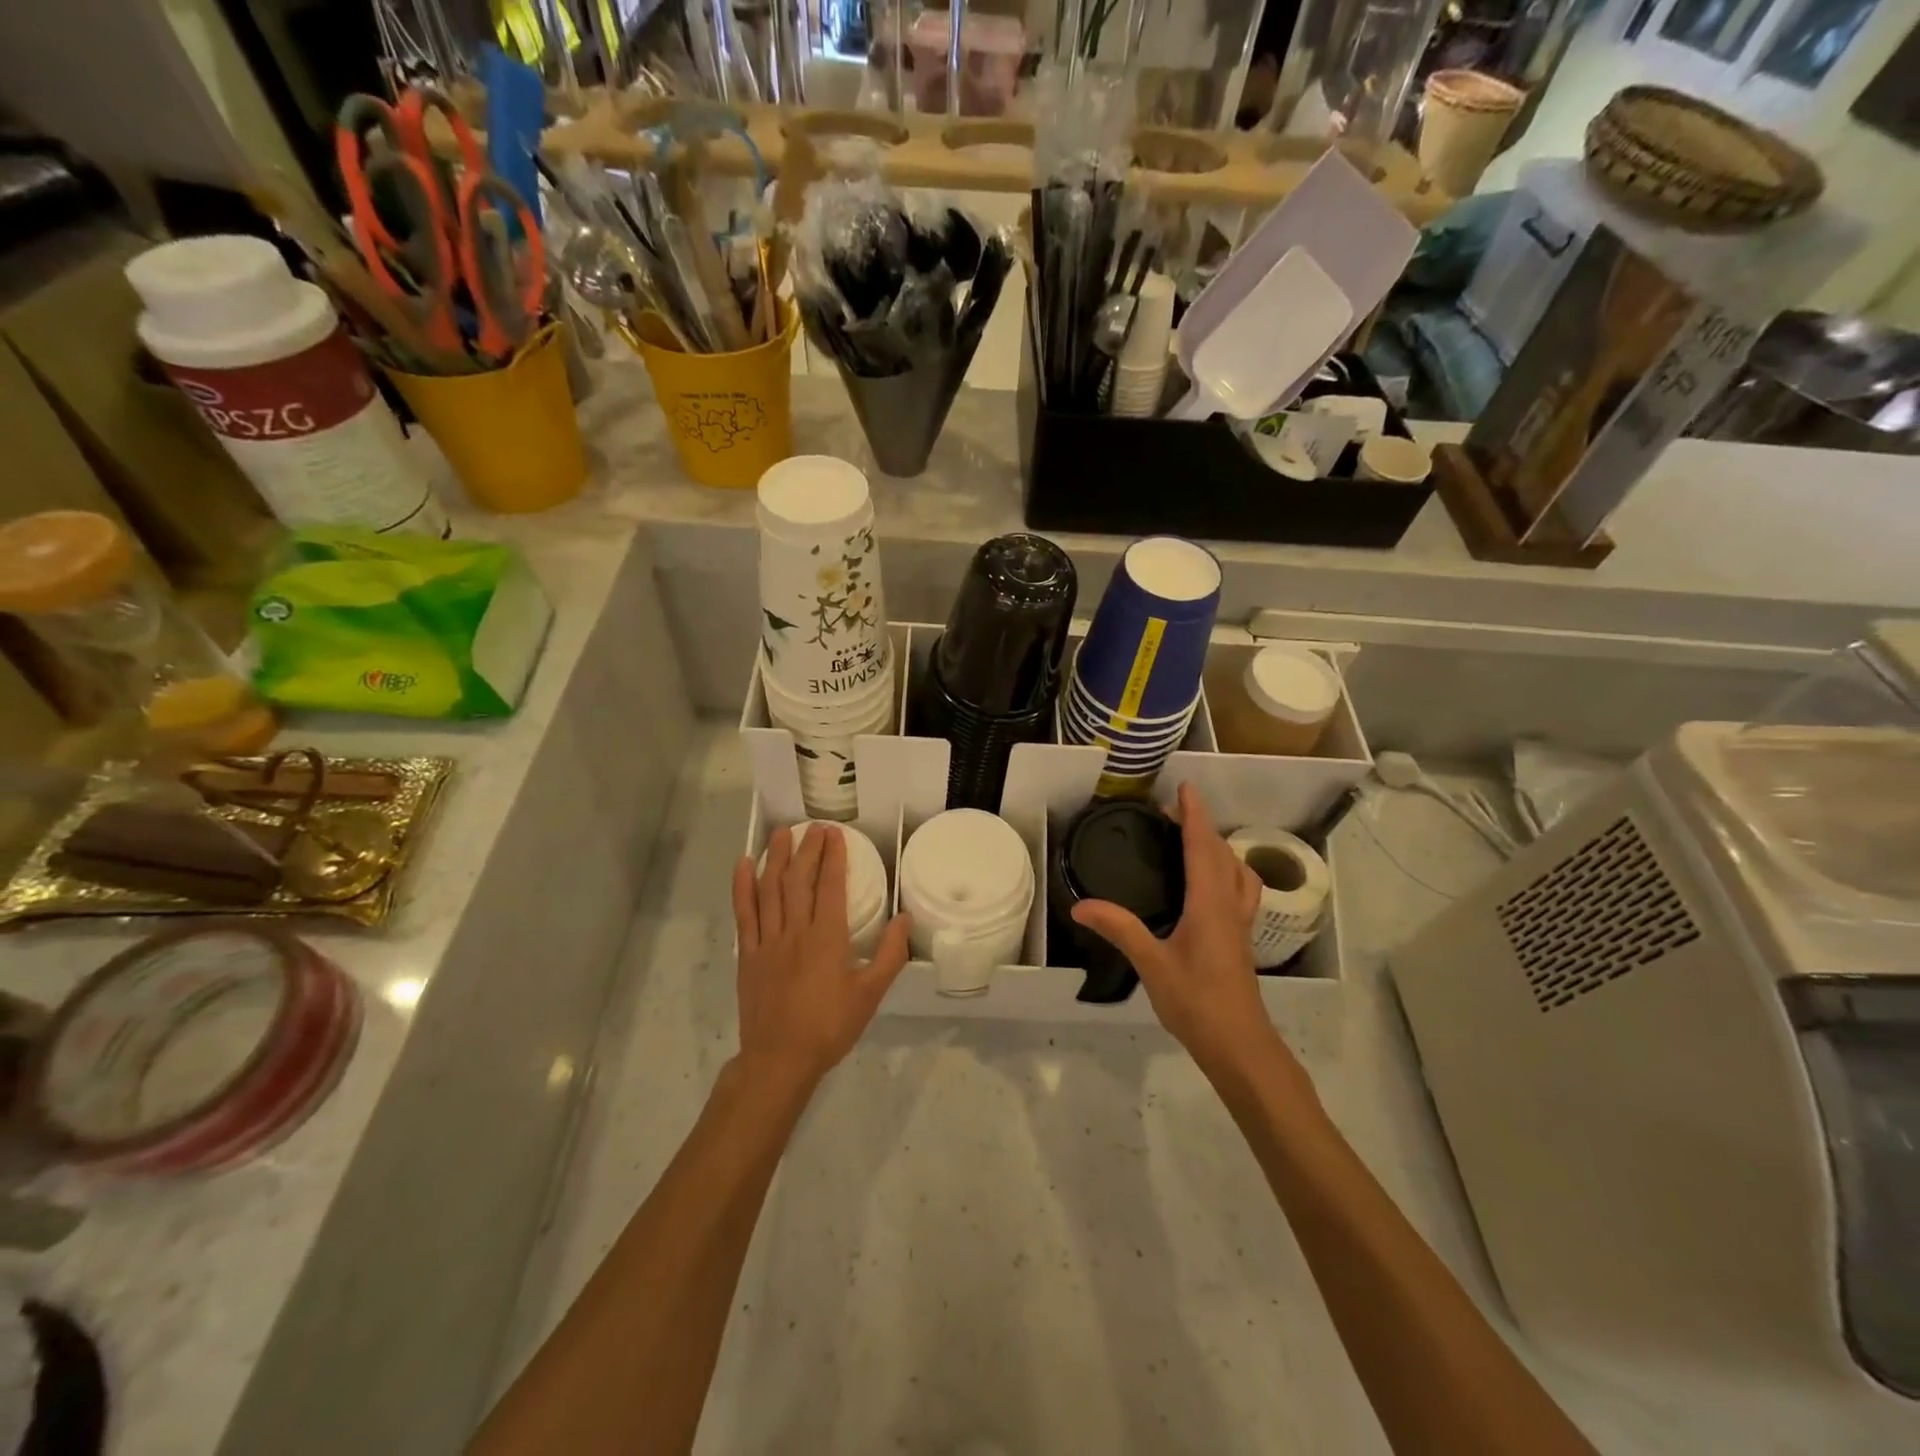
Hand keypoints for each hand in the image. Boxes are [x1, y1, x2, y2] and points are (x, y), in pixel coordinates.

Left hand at [732, 824, 910, 1093]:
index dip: (833, 856)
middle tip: (813, 827)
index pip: (830, 886)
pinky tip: (744, 865)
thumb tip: (905, 918)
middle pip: (799, 880)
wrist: (780, 1059)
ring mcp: (767, 941)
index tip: (835, 833)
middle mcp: (795, 931)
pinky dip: (743, 887)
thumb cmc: (830, 1027)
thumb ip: (890, 955)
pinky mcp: (747, 954)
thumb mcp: (870, 995)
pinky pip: (744, 914)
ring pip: (770, 889)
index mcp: (827, 938)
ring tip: (781, 833)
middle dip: (807, 849)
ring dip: (776, 858)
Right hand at [1070, 783, 1291, 1086]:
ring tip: (1196, 842)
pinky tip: (1211, 886)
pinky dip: (1227, 872)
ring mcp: (1241, 923)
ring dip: (1219, 848)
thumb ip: (1119, 929)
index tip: (1185, 788)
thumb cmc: (1197, 1002)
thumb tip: (1080, 905)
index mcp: (1210, 904)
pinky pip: (1240, 890)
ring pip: (1238, 872)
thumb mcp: (1151, 964)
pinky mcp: (1241, 939)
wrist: (1240, 1045)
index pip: (1203, 847)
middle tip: (1174, 812)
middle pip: (1222, 853)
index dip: (1194, 815)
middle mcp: (1230, 905)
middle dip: (1202, 826)